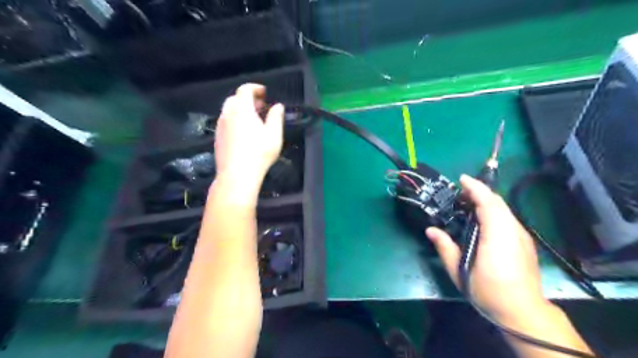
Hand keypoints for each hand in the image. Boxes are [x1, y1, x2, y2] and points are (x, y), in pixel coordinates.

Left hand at [214, 82, 283, 189]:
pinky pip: (225, 122)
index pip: (244, 90)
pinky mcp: (217, 138)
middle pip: (235, 99)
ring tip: (253, 120)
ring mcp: (220, 126)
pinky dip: (234, 120)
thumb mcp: (274, 135)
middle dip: (247, 99)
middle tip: (261, 107)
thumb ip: (276, 117)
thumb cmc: (259, 153)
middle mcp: (227, 114)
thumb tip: (278, 106)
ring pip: (228, 111)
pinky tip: (244, 133)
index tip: (264, 93)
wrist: (237, 175)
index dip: (255, 88)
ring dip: (240, 110)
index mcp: (242, 110)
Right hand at [425, 175, 550, 325]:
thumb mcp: (460, 270)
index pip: (488, 202)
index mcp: (497, 235)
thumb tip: (430, 230)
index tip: (461, 179)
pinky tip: (482, 220)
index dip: (475, 187)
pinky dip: (493, 211)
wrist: (523, 311)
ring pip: (504, 209)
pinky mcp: (524, 242)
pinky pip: (507, 218)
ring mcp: (521, 236)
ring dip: (486, 201)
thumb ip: (445, 247)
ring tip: (468, 203)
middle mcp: (512, 230)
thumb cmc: (488, 290)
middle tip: (460, 191)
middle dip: (480, 191)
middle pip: (497, 202)